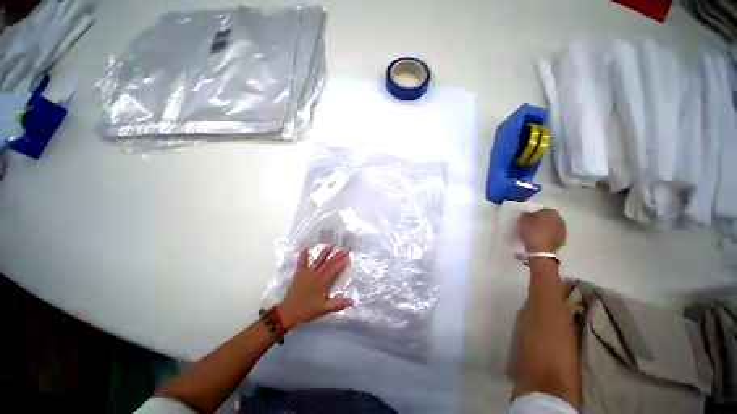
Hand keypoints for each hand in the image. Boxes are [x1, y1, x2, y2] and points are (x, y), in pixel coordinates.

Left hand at [277, 245, 352, 329]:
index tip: (348, 257)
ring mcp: (307, 273)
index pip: (334, 270)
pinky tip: (305, 249)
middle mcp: (316, 275)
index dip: (341, 263)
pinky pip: (301, 263)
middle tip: (345, 249)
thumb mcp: (324, 309)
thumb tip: (352, 300)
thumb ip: (338, 304)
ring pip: (318, 261)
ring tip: (330, 245)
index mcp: (323, 283)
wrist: (288, 312)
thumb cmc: (307, 311)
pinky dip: (303, 256)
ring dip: (324, 252)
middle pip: (328, 263)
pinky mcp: (299, 274)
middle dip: (337, 256)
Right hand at [517, 208, 565, 252]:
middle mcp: (559, 219)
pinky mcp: (563, 240)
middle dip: (542, 220)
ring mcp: (563, 230)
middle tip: (532, 226)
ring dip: (547, 228)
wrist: (540, 251)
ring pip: (553, 226)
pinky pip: (554, 235)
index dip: (535, 214)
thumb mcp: (522, 221)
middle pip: (549, 218)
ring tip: (537, 233)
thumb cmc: (530, 233)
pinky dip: (549, 236)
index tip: (528, 219)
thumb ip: (525, 215)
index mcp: (550, 212)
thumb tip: (528, 214)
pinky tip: (541, 240)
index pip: (542, 210)